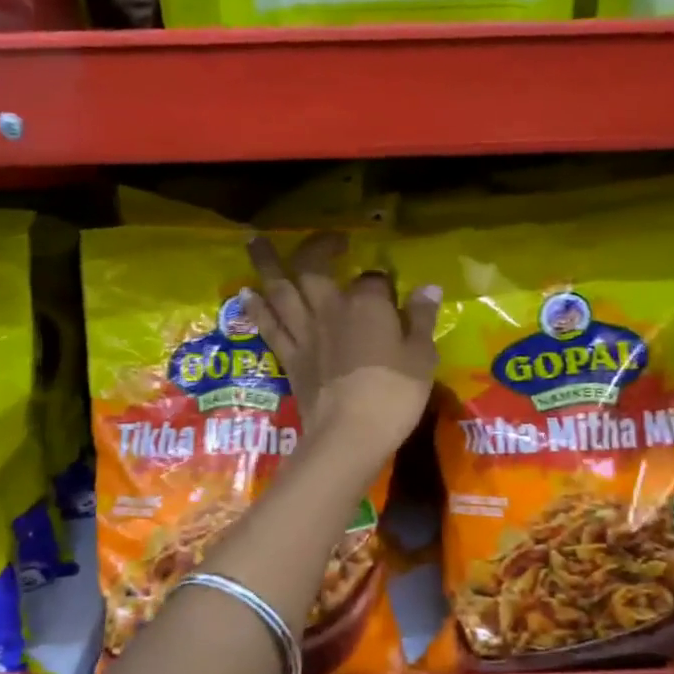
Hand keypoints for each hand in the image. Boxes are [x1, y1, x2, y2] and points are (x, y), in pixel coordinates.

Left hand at [245, 233, 440, 466]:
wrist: (349, 434)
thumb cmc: (394, 394)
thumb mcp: (422, 357)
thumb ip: (422, 319)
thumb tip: (428, 287)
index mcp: (366, 304)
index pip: (374, 279)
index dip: (383, 282)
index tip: (392, 292)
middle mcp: (330, 309)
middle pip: (313, 268)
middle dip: (316, 247)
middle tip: (326, 239)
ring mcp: (304, 333)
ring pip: (280, 290)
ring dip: (267, 264)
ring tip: (255, 242)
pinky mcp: (289, 358)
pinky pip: (268, 326)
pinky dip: (255, 308)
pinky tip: (245, 293)